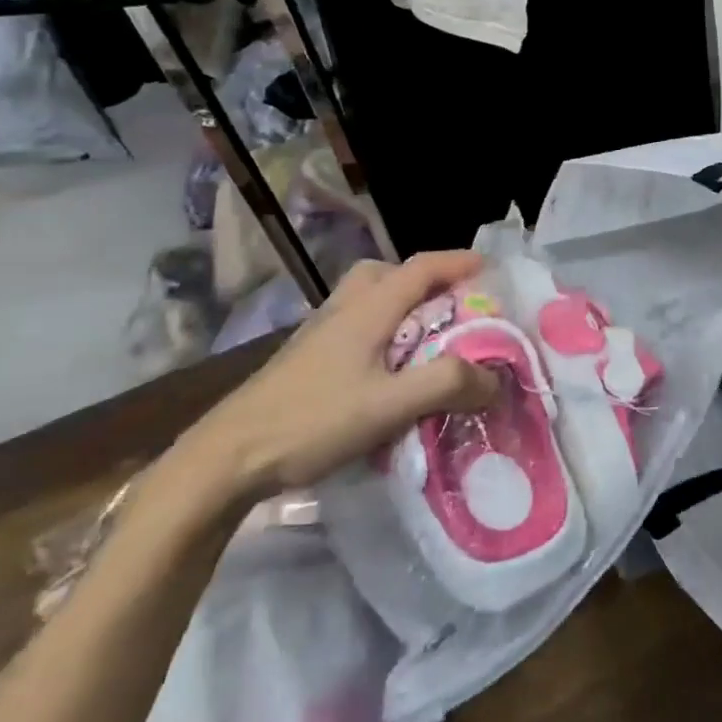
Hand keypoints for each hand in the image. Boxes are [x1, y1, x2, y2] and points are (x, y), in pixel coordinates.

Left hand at [182, 251, 496, 502]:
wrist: (226, 458)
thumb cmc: (312, 422)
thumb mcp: (389, 406)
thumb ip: (445, 385)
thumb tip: (495, 378)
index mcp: (368, 309)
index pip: (422, 267)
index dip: (458, 262)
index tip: (491, 267)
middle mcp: (344, 309)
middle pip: (389, 272)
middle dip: (426, 279)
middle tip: (454, 302)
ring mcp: (320, 332)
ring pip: (368, 297)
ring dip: (402, 302)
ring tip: (426, 335)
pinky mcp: (306, 357)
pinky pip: (356, 323)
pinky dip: (382, 327)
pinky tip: (387, 366)